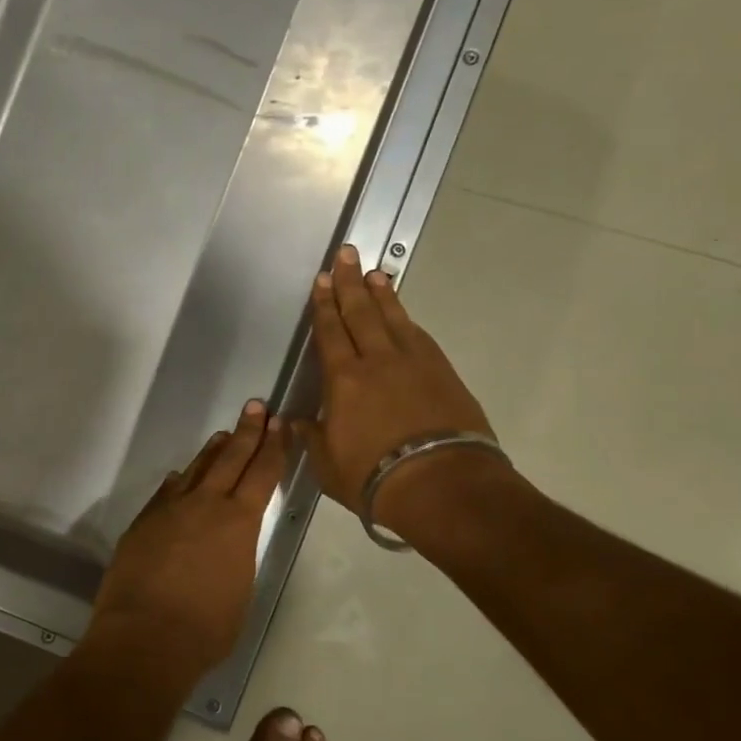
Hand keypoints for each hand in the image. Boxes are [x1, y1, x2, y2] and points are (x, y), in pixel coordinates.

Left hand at [90, 401, 287, 679]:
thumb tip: (228, 541)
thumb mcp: (240, 591)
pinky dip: (179, 481)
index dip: (273, 447)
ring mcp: (170, 510)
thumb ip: (236, 556)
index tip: (280, 424)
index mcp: (239, 523)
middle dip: (247, 432)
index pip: (262, 474)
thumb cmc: (206, 628)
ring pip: (196, 470)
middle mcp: (205, 505)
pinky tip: (181, 475)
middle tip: (256, 406)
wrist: (145, 636)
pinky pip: (166, 492)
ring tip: (224, 434)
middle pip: (230, 459)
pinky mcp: (144, 522)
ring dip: (213, 451)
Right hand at [296, 244, 502, 530]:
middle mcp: (378, 361)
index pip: (330, 332)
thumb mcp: (326, 463)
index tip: (321, 280)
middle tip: (346, 255)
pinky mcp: (443, 374)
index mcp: (343, 379)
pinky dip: (407, 321)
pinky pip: (419, 337)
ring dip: (382, 294)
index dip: (323, 306)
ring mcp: (415, 364)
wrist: (442, 485)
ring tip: (374, 273)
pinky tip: (404, 316)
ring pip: (394, 319)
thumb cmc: (373, 476)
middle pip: (361, 313)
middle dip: (350, 283)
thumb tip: (297, 421)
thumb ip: (312, 436)